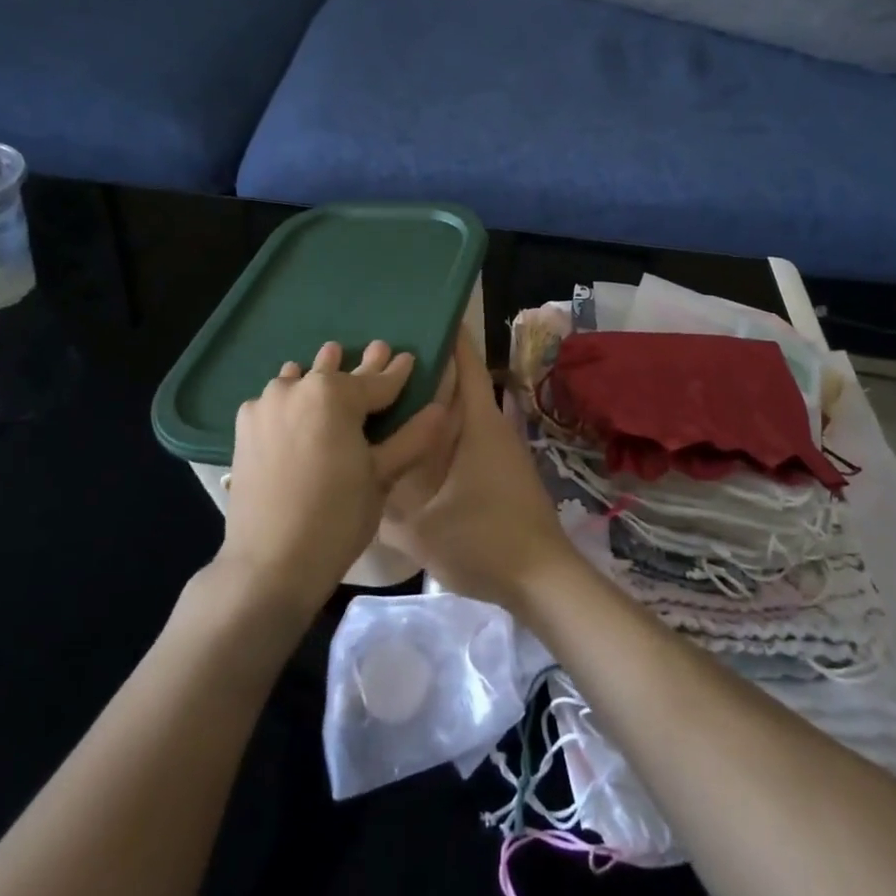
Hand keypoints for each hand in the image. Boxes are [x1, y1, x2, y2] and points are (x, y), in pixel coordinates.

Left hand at [220, 340, 459, 614]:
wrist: (270, 563)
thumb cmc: (336, 518)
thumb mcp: (381, 477)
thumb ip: (411, 438)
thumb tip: (441, 410)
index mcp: (334, 395)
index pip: (377, 381)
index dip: (397, 372)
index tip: (408, 357)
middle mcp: (297, 388)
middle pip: (336, 373)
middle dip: (361, 366)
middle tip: (377, 350)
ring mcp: (265, 405)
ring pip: (300, 380)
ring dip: (319, 375)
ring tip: (331, 363)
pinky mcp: (244, 426)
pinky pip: (274, 400)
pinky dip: (290, 397)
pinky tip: (295, 404)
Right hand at [380, 335, 585, 612]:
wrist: (541, 580)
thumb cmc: (484, 541)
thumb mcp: (420, 528)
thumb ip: (383, 502)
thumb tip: (354, 478)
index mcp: (478, 423)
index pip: (465, 363)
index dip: (447, 335)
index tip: (418, 315)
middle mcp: (491, 427)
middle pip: (458, 384)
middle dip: (425, 370)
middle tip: (380, 361)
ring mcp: (498, 450)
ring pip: (460, 413)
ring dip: (432, 403)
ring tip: (387, 399)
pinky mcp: (499, 472)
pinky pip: (465, 437)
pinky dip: (441, 432)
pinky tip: (412, 447)